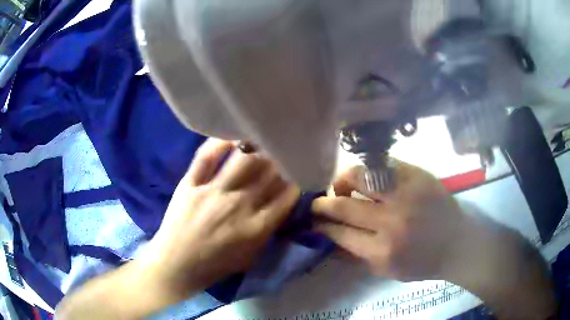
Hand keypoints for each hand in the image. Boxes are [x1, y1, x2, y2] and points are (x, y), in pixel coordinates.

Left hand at [144, 138, 299, 299]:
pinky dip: (220, 143)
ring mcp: (213, 191)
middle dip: (281, 160)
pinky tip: (232, 138)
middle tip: (281, 154)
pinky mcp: (191, 183)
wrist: (176, 264)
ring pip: (244, 159)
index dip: (296, 180)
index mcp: (257, 226)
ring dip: (257, 148)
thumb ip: (268, 232)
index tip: (295, 174)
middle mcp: (239, 204)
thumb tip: (280, 206)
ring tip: (262, 141)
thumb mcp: (251, 257)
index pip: (288, 194)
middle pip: (269, 172)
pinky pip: (207, 156)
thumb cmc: (215, 265)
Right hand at [312, 162, 555, 318]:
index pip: (339, 233)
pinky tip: (366, 176)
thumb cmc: (423, 262)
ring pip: (361, 177)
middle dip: (323, 203)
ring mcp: (406, 194)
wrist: (458, 243)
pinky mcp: (418, 176)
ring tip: (341, 185)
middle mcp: (391, 222)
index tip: (313, 222)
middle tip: (316, 202)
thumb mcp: (387, 271)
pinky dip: (369, 170)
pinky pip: (384, 165)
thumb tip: (332, 238)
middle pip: (345, 205)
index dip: (323, 226)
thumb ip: (358, 256)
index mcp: (382, 251)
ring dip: (343, 180)